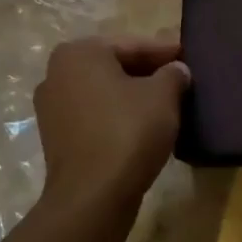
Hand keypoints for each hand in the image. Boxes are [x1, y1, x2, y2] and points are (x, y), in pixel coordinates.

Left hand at [33, 36, 189, 208]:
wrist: (93, 196)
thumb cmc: (128, 131)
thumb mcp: (163, 95)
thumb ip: (173, 74)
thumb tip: (177, 70)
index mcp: (79, 53)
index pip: (133, 45)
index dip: (165, 51)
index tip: (189, 56)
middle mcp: (57, 74)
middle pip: (115, 66)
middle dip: (148, 72)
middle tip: (180, 78)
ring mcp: (52, 108)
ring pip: (104, 92)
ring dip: (133, 95)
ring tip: (167, 103)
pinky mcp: (56, 138)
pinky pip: (95, 115)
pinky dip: (118, 115)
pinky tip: (144, 125)